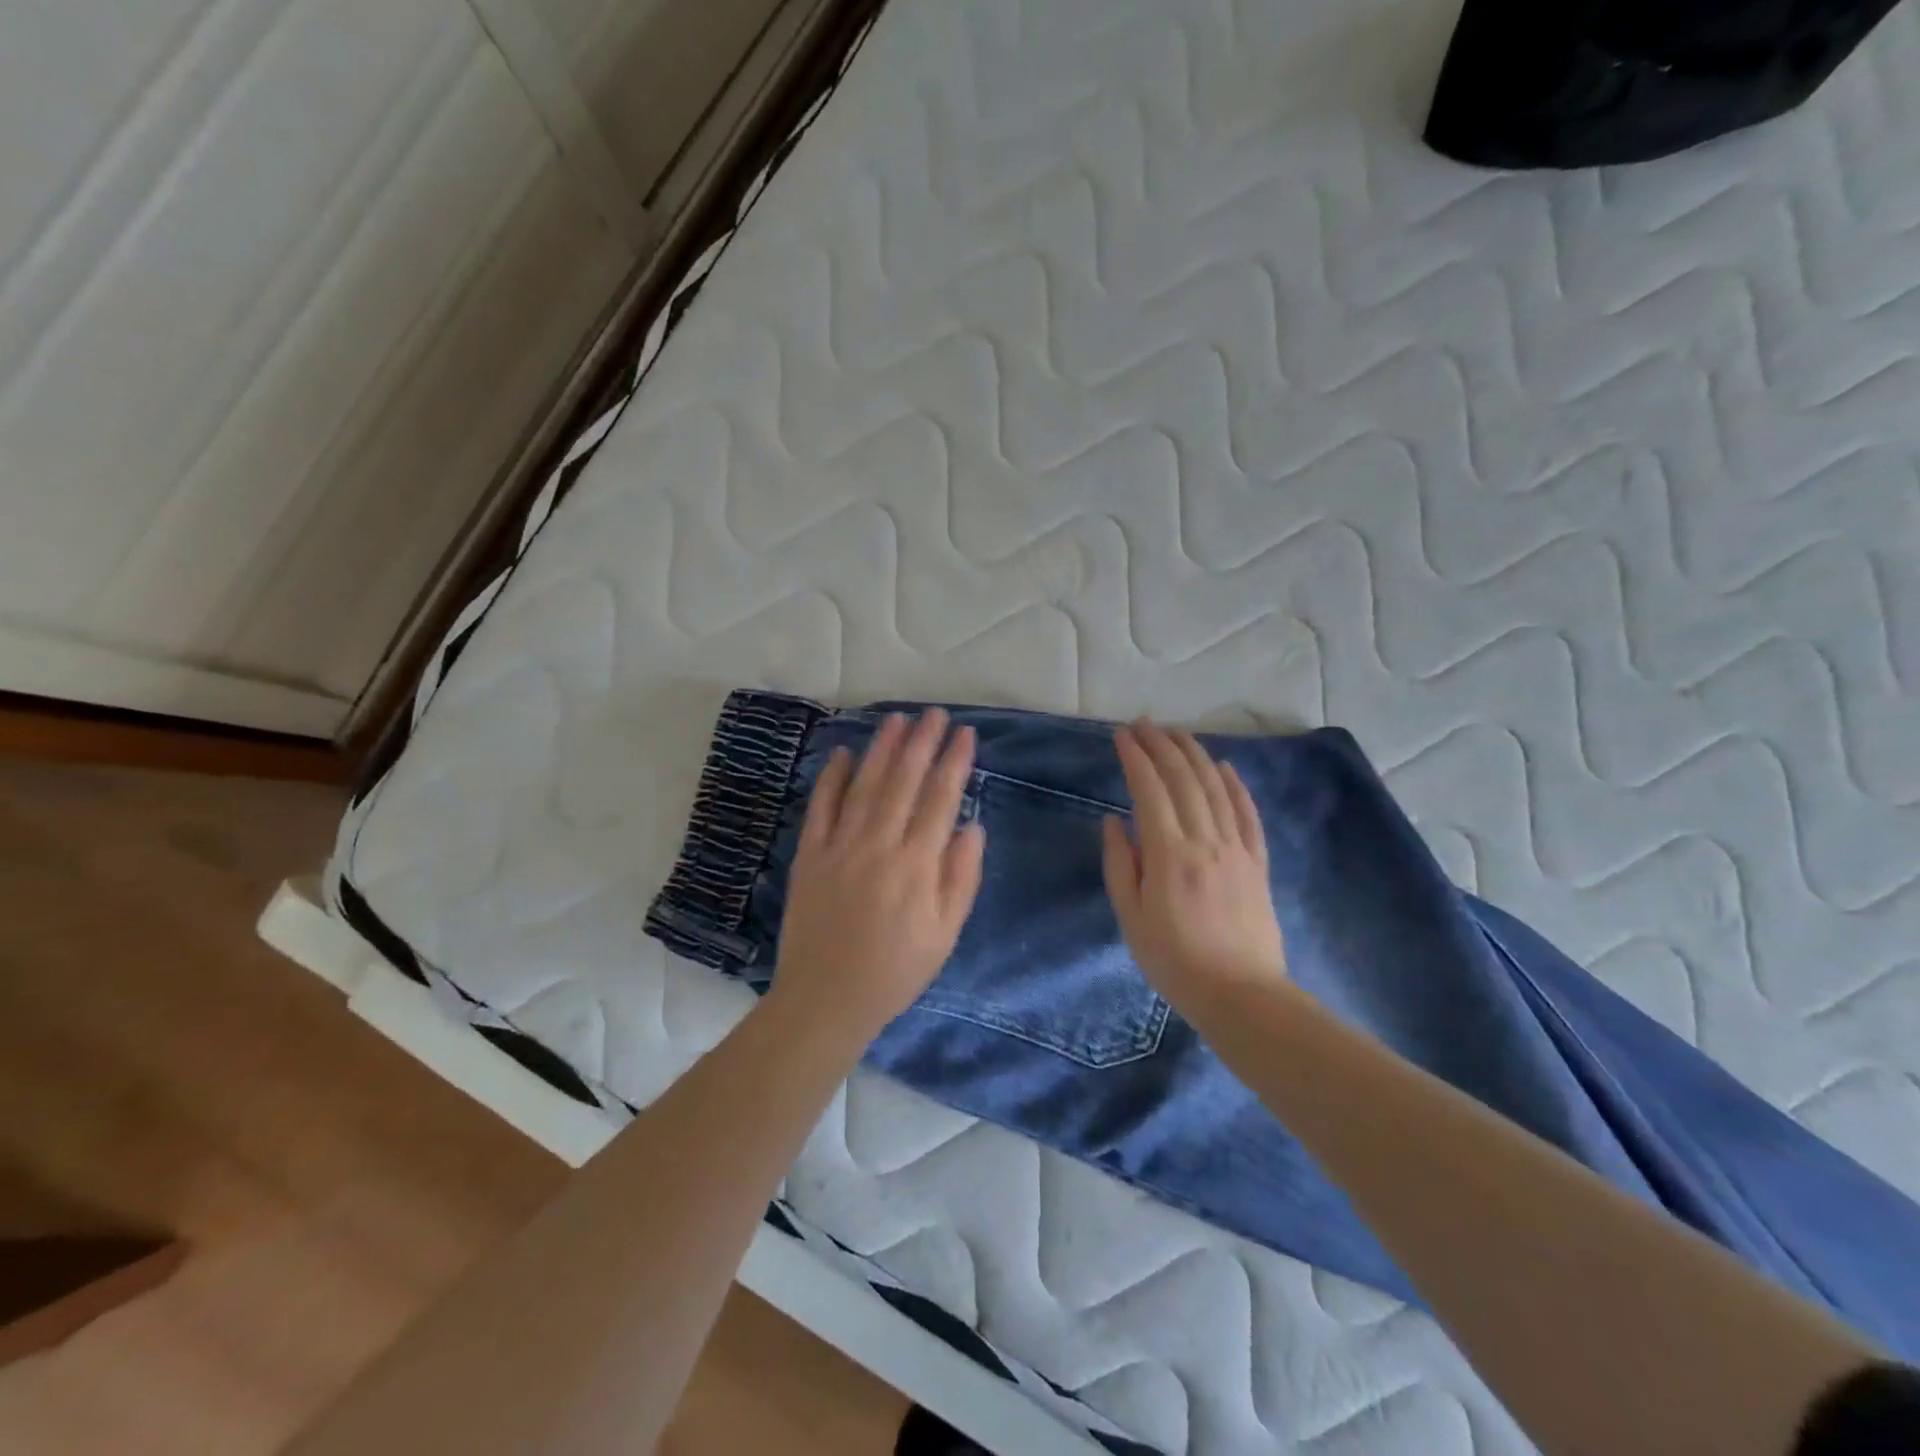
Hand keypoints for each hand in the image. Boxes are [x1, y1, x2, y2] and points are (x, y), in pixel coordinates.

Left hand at [771, 710, 986, 1039]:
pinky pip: (820, 806)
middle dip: (921, 742)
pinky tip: (843, 754)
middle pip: (904, 781)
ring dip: (882, 749)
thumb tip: (972, 825)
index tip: (965, 734)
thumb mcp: (945, 933)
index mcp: (917, 864)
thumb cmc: (896, 970)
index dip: (954, 762)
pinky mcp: (809, 854)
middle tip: (933, 714)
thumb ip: (961, 877)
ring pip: (865, 785)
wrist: (826, 998)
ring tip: (896, 719)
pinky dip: (831, 777)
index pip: (941, 799)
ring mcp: (840, 845)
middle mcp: (879, 844)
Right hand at [1102, 721, 1287, 1010]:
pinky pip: (1247, 814)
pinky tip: (1224, 766)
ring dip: (1194, 755)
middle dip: (1161, 746)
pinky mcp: (1257, 862)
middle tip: (1144, 723)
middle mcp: (1205, 840)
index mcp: (1169, 854)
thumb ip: (1120, 864)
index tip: (1122, 735)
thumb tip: (1114, 821)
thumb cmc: (1174, 960)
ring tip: (1176, 733)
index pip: (1149, 791)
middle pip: (1184, 780)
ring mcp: (1236, 849)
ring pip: (1215, 789)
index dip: (1135, 759)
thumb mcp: (1131, 917)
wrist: (1240, 994)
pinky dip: (1236, 785)